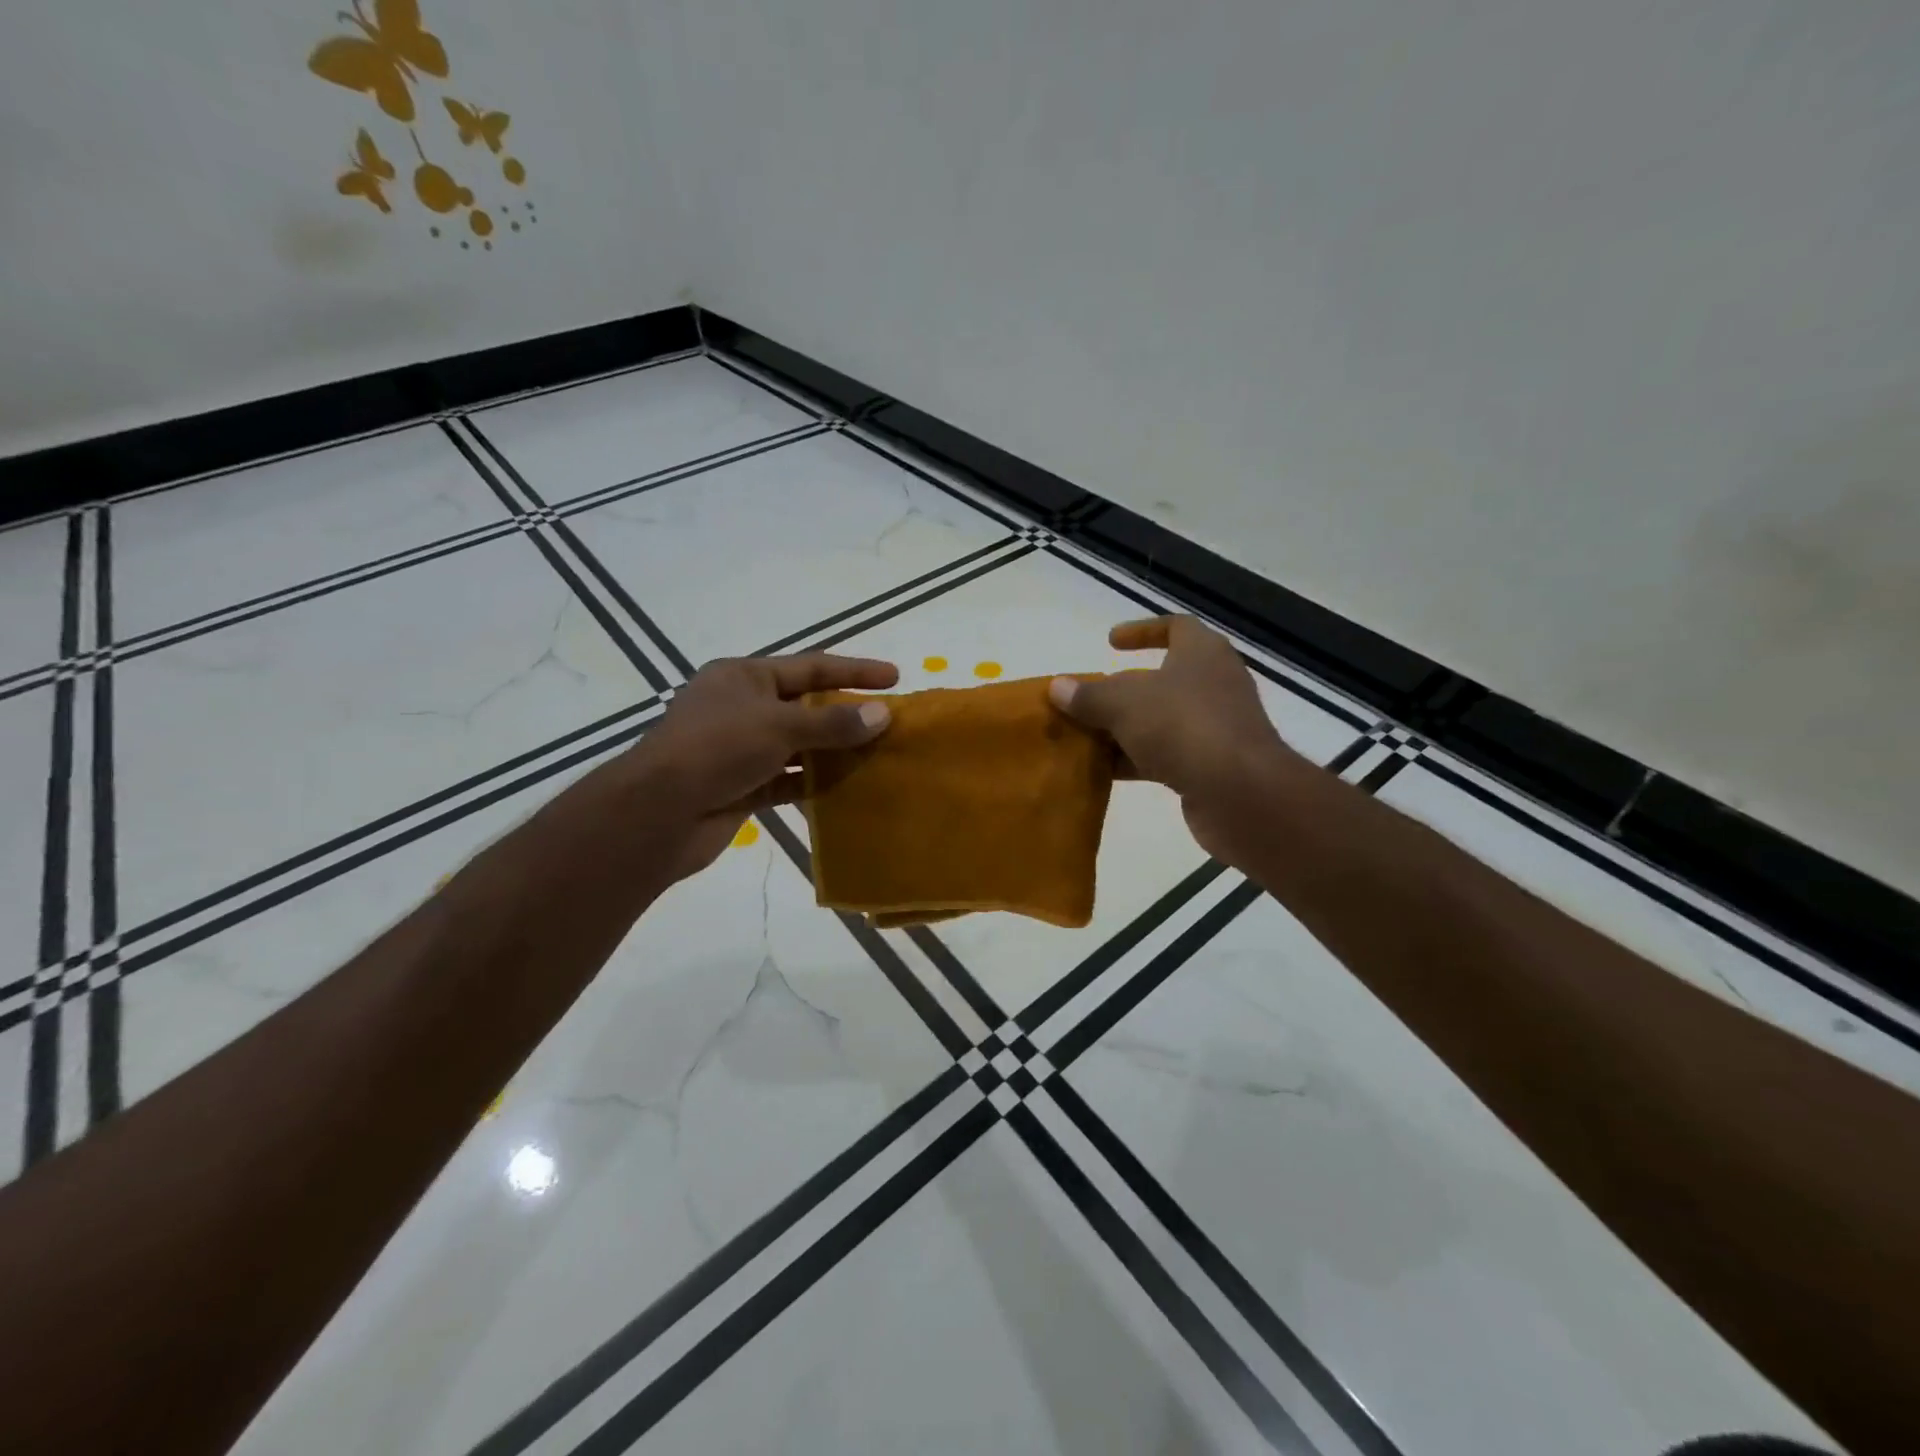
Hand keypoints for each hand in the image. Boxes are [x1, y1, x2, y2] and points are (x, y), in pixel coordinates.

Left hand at [623, 652, 897, 879]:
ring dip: (834, 752)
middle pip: (805, 706)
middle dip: (847, 714)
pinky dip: (814, 783)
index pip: (810, 667)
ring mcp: (740, 749)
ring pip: (798, 746)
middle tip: (890, 722)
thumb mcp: (778, 726)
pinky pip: (787, 780)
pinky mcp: (741, 787)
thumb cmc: (716, 749)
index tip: (895, 677)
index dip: (854, 670)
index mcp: (743, 677)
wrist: (658, 814)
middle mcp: (741, 708)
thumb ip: (832, 722)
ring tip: (877, 756)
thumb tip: (883, 714)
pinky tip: (846, 789)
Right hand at [1048, 617, 1298, 863]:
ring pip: (1160, 721)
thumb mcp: (1125, 704)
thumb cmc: (1183, 727)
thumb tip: (1057, 687)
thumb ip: (1089, 695)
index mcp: (1202, 654)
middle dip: (1120, 691)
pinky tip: (1103, 772)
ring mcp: (1214, 727)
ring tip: (1083, 738)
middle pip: (1161, 680)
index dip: (1142, 631)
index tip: (1110, 642)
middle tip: (1086, 700)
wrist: (1240, 794)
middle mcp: (1213, 684)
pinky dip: (1135, 760)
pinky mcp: (1211, 766)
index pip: (1175, 627)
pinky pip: (1165, 755)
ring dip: (1123, 729)